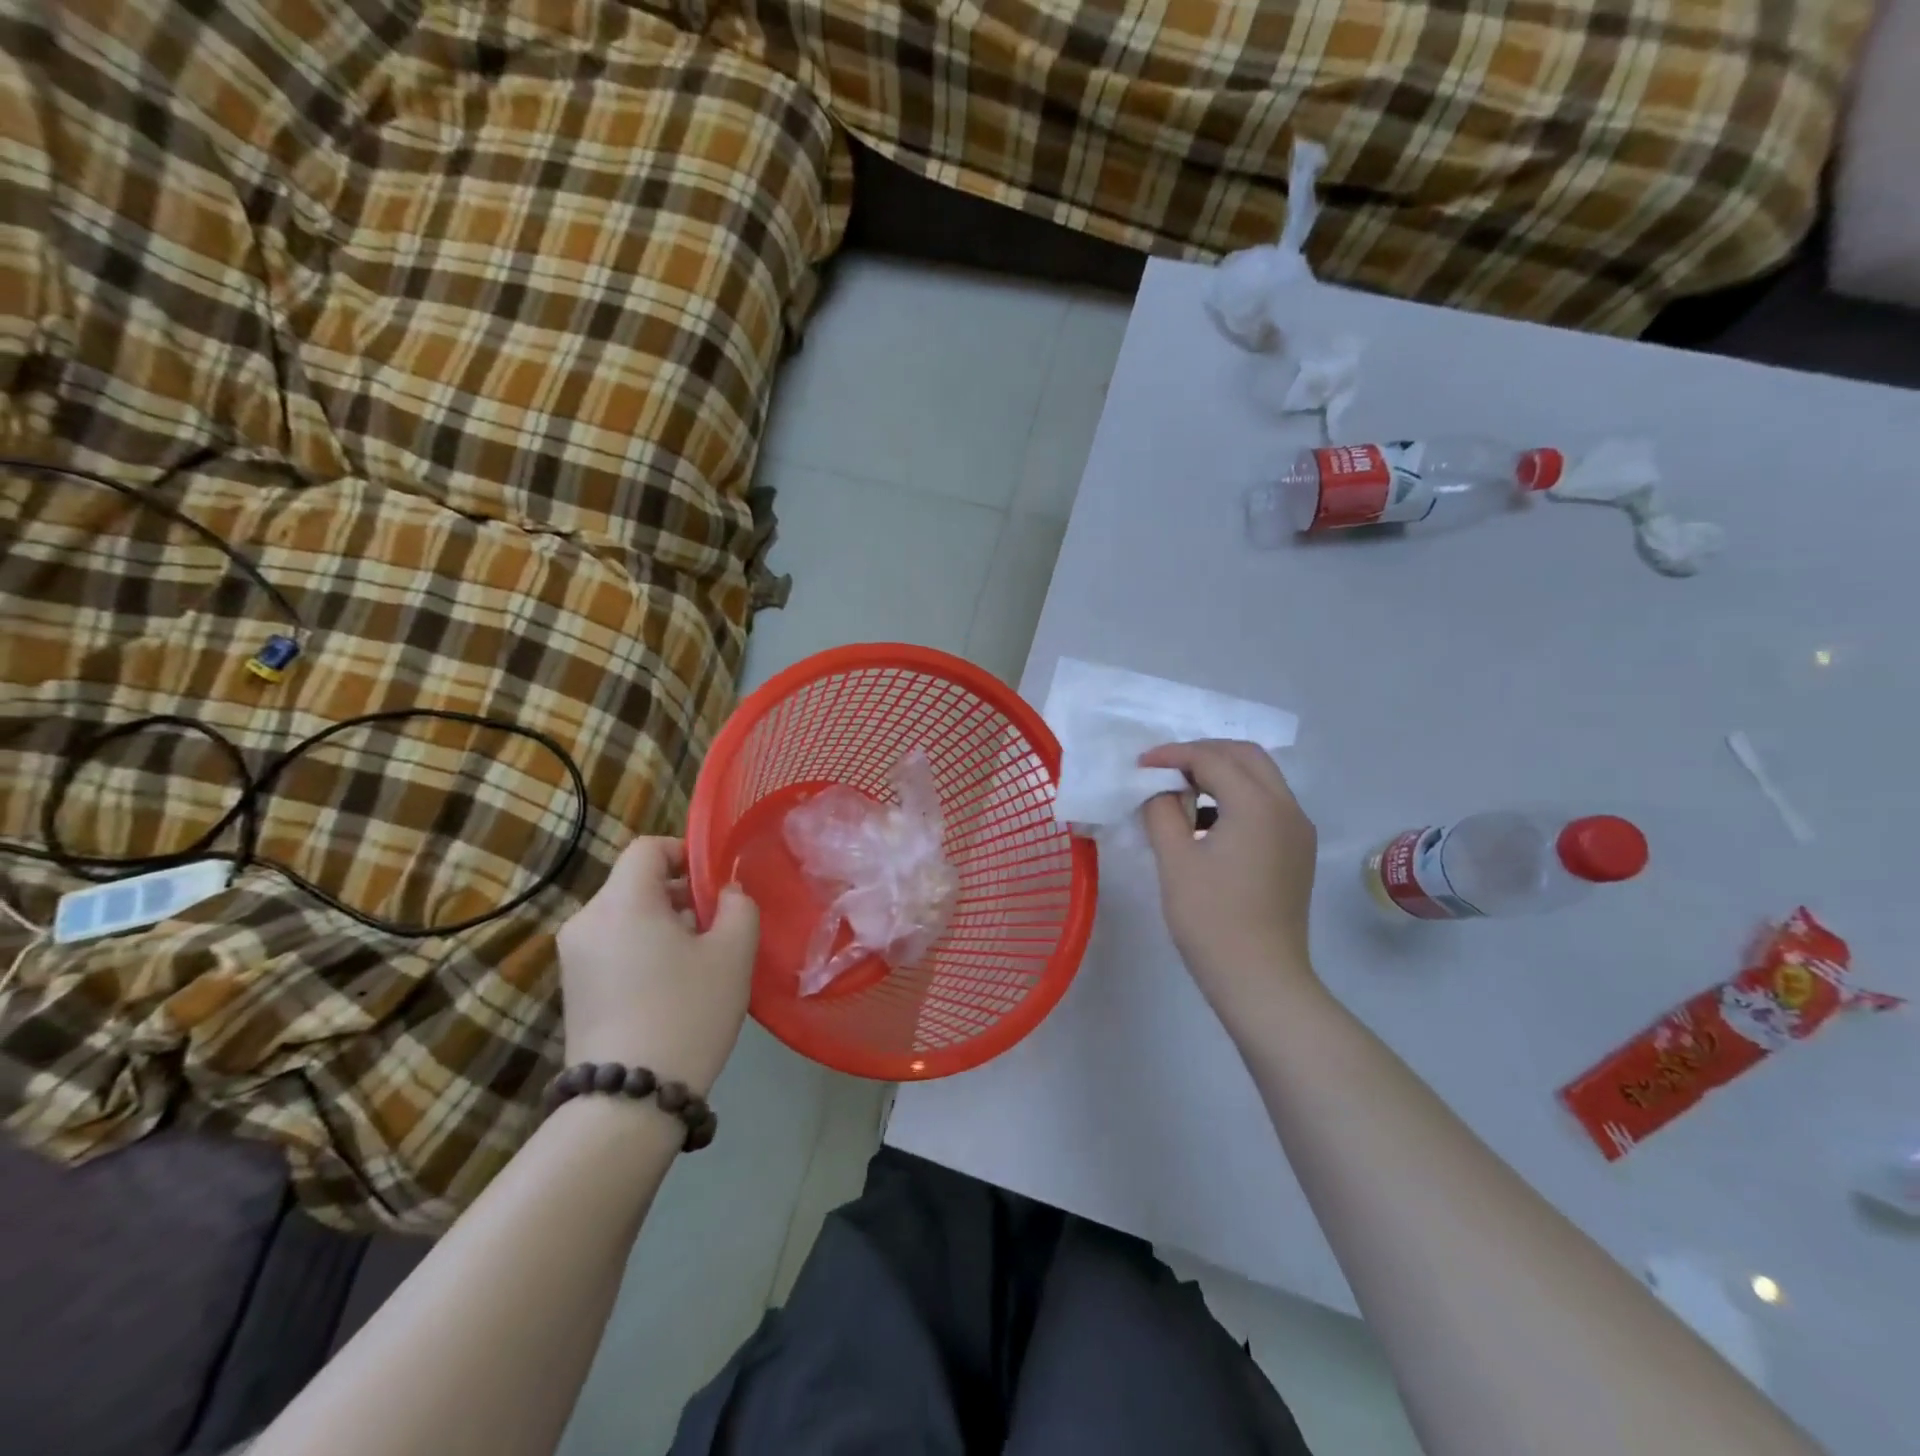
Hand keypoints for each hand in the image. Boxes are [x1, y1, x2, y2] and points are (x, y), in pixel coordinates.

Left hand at [555, 837, 759, 1095]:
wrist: (628, 1102)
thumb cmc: (688, 1012)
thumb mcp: (733, 952)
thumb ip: (738, 905)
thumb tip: (725, 892)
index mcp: (622, 901)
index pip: (647, 848)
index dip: (684, 853)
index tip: (714, 885)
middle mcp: (587, 920)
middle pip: (636, 883)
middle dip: (679, 895)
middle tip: (716, 928)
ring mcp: (574, 957)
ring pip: (626, 916)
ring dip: (663, 924)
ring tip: (697, 962)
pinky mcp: (573, 989)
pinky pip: (613, 946)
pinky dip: (642, 950)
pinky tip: (670, 988)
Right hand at [1139, 740, 1321, 1025]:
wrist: (1261, 980)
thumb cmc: (1211, 918)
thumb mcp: (1175, 859)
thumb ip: (1162, 811)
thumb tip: (1159, 790)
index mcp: (1257, 804)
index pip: (1212, 759)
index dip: (1172, 756)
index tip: (1140, 765)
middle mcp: (1287, 808)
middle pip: (1245, 756)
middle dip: (1203, 754)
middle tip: (1164, 769)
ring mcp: (1298, 831)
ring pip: (1261, 779)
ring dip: (1222, 774)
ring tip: (1181, 792)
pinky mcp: (1297, 853)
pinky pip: (1267, 806)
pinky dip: (1236, 799)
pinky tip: (1205, 824)